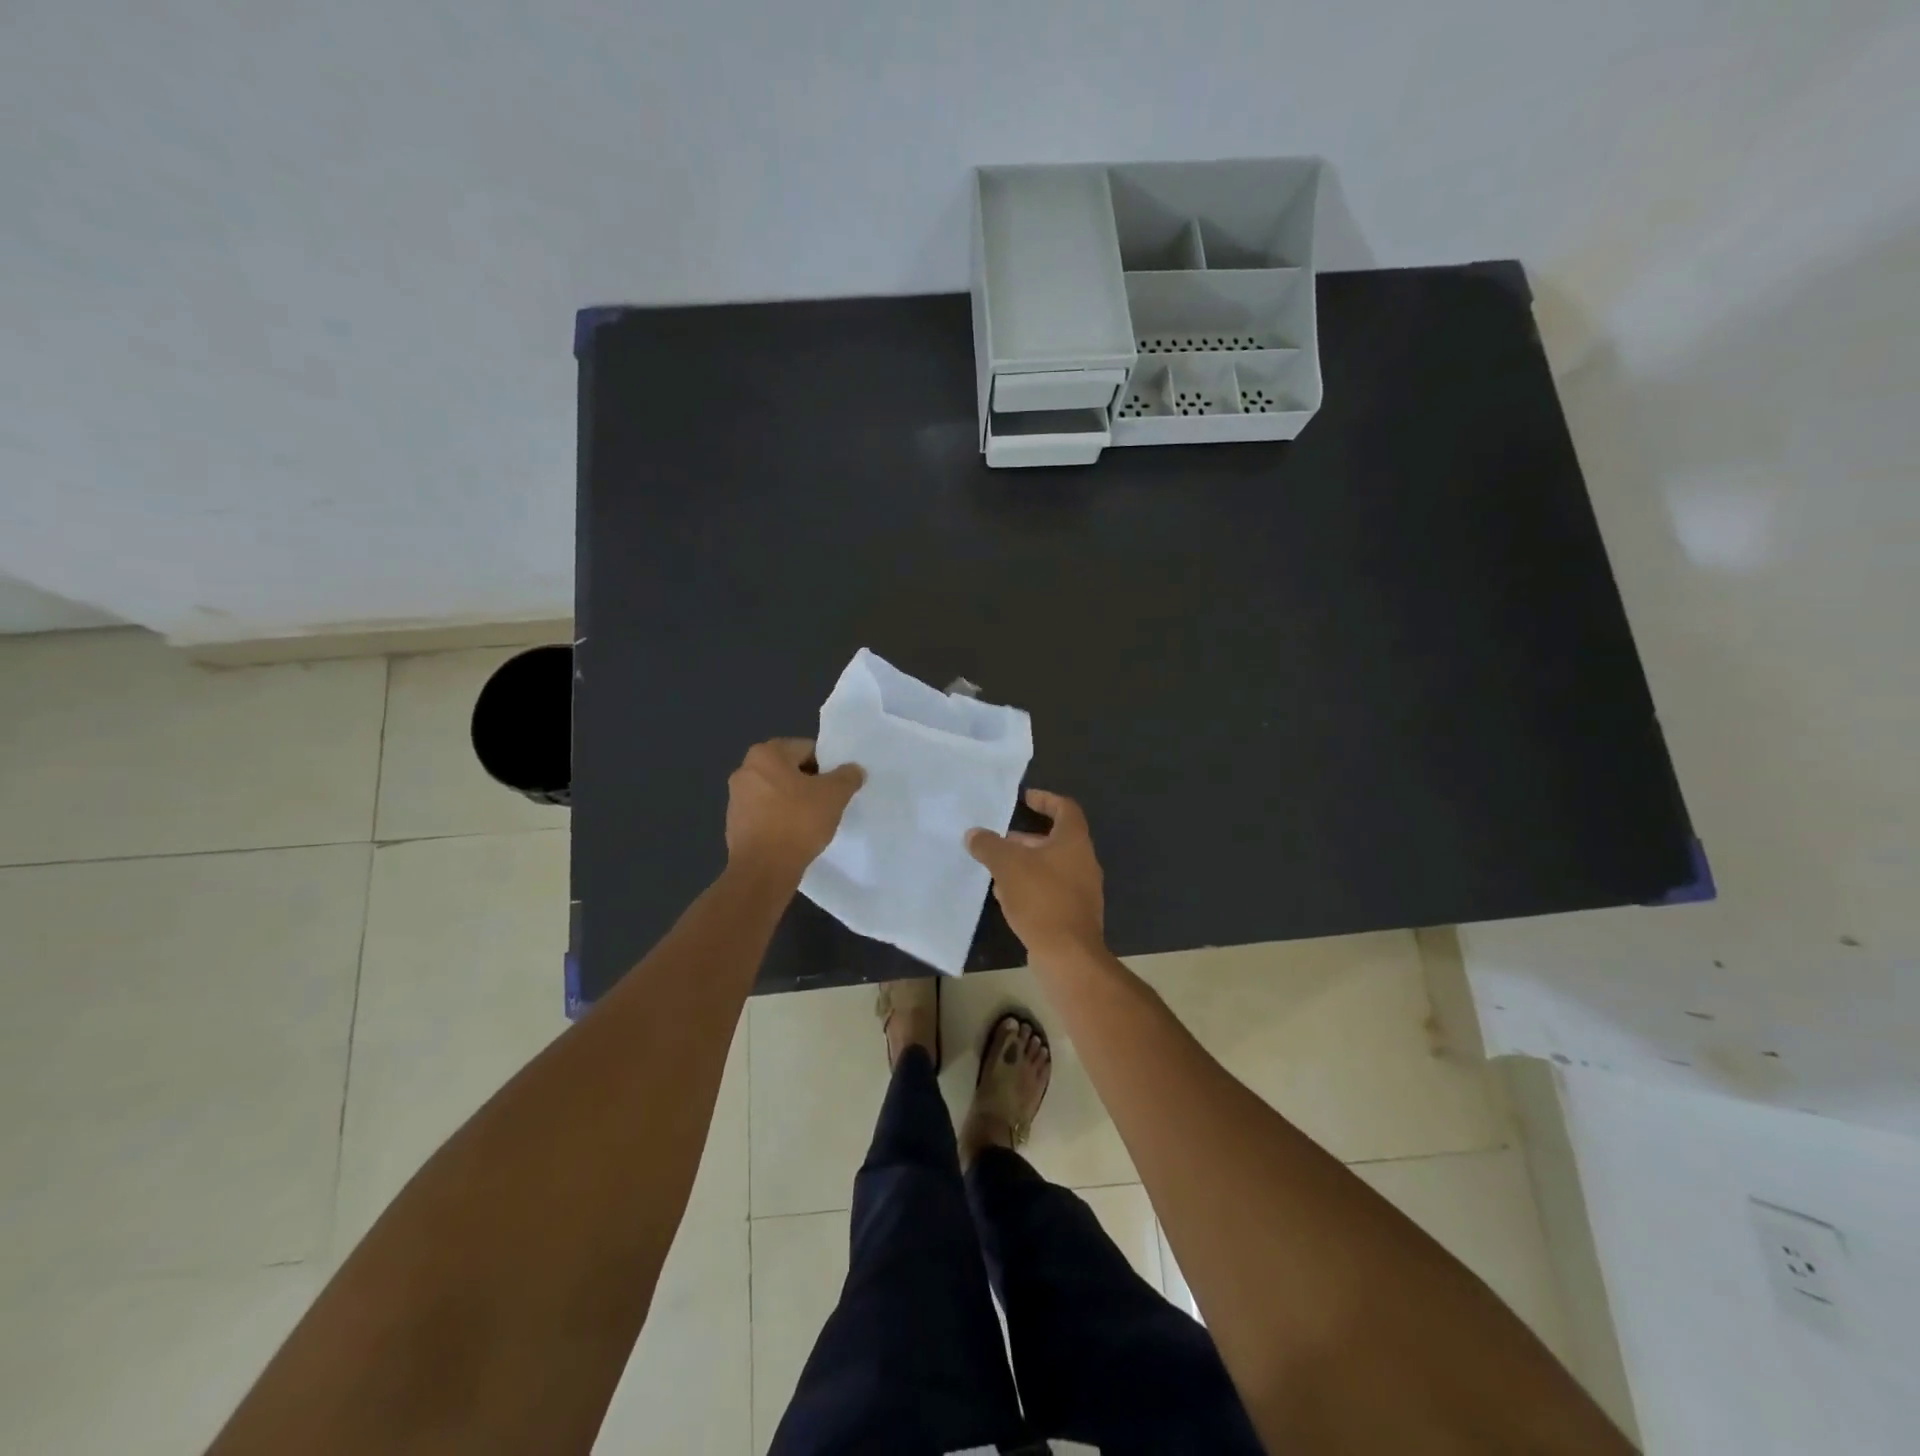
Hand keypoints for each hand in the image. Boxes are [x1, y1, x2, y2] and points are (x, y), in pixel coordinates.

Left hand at [725, 739, 864, 879]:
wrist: (764, 869)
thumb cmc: (798, 822)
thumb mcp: (834, 795)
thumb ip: (847, 776)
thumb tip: (853, 769)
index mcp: (766, 754)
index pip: (806, 748)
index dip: (827, 765)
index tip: (838, 785)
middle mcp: (745, 770)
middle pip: (789, 769)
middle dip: (810, 783)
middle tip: (829, 801)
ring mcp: (736, 798)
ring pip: (776, 792)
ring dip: (794, 801)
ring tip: (814, 820)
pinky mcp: (734, 824)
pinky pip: (765, 813)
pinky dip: (780, 819)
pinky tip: (795, 835)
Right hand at [966, 789, 1105, 962]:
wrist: (1068, 953)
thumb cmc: (1041, 898)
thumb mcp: (1007, 865)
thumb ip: (989, 845)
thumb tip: (974, 834)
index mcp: (1074, 841)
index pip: (1065, 808)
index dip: (1045, 799)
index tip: (1025, 799)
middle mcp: (1084, 861)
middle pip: (1056, 839)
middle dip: (1027, 838)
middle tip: (1001, 840)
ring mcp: (1082, 889)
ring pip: (1052, 866)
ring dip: (1027, 864)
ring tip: (997, 869)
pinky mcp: (1075, 913)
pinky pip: (1051, 890)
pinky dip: (1031, 886)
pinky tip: (1008, 898)